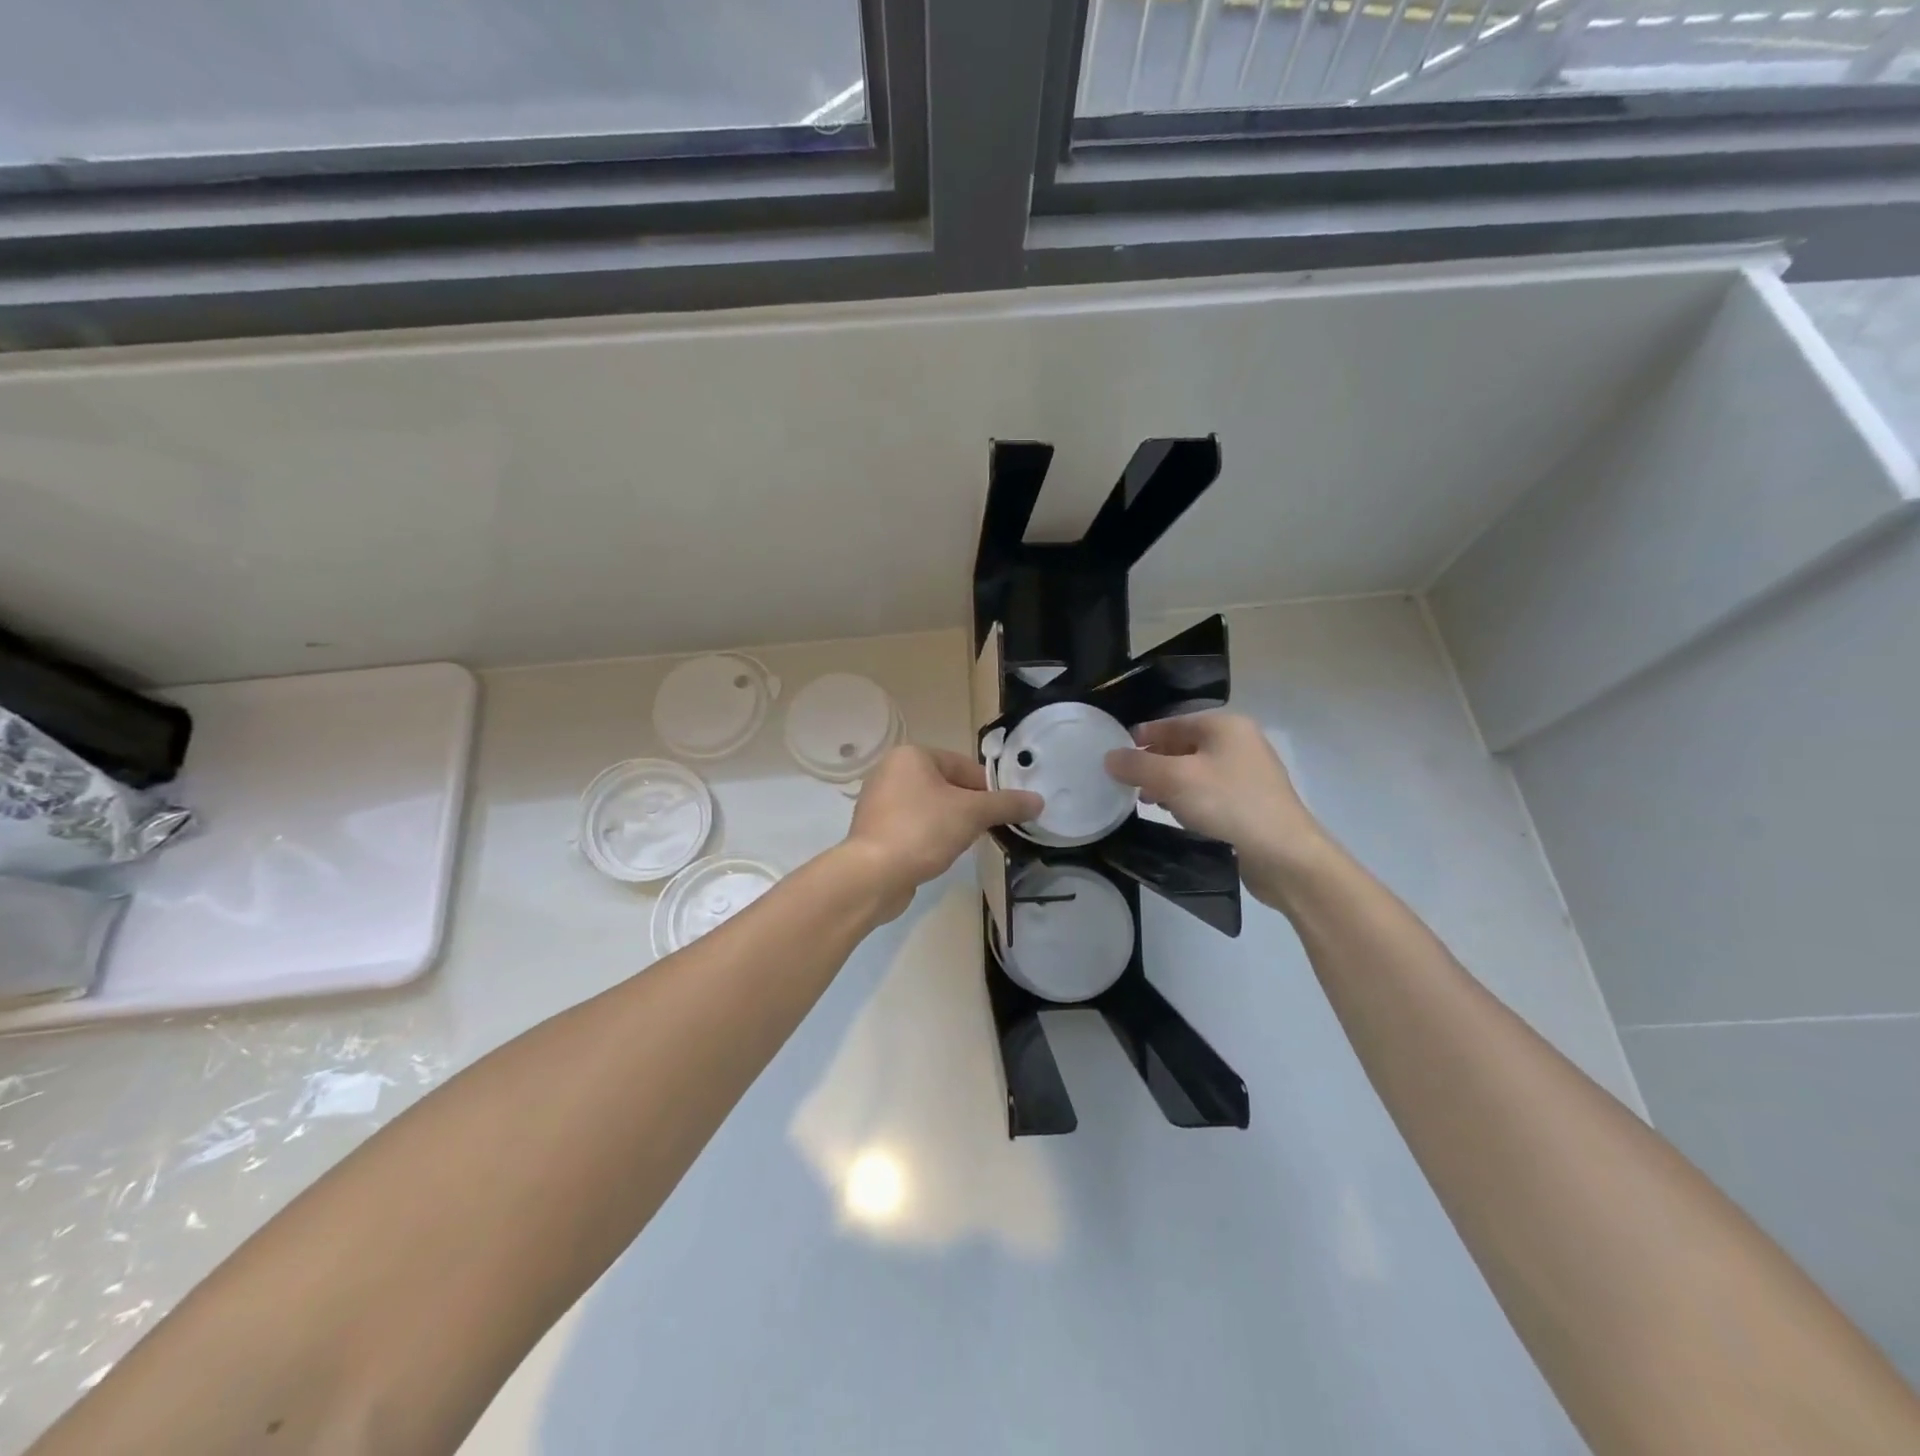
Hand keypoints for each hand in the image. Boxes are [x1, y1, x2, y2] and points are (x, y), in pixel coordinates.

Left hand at [843, 746, 1041, 918]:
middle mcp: (891, 771)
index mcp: (912, 756)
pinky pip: (913, 826)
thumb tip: (1038, 801)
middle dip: (970, 807)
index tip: (1006, 812)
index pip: (964, 766)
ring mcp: (879, 802)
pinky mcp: (875, 830)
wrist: (873, 875)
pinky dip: (930, 836)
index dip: (990, 789)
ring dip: (951, 823)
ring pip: (930, 807)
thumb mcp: (972, 813)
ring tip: (966, 844)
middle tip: (990, 830)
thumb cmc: (923, 830)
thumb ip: (1006, 804)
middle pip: (947, 785)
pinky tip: (939, 854)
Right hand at [1104, 713, 1329, 903]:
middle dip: (1154, 762)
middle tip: (1127, 781)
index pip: (1172, 722)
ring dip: (1169, 783)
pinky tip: (1177, 815)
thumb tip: (1109, 757)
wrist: (1283, 853)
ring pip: (1196, 770)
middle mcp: (1239, 742)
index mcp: (1224, 726)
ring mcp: (1249, 772)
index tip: (1116, 754)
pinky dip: (1189, 798)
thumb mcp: (1173, 780)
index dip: (1142, 736)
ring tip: (1146, 800)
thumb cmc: (1227, 803)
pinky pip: (1210, 791)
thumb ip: (1137, 765)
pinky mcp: (1251, 801)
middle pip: (1184, 745)